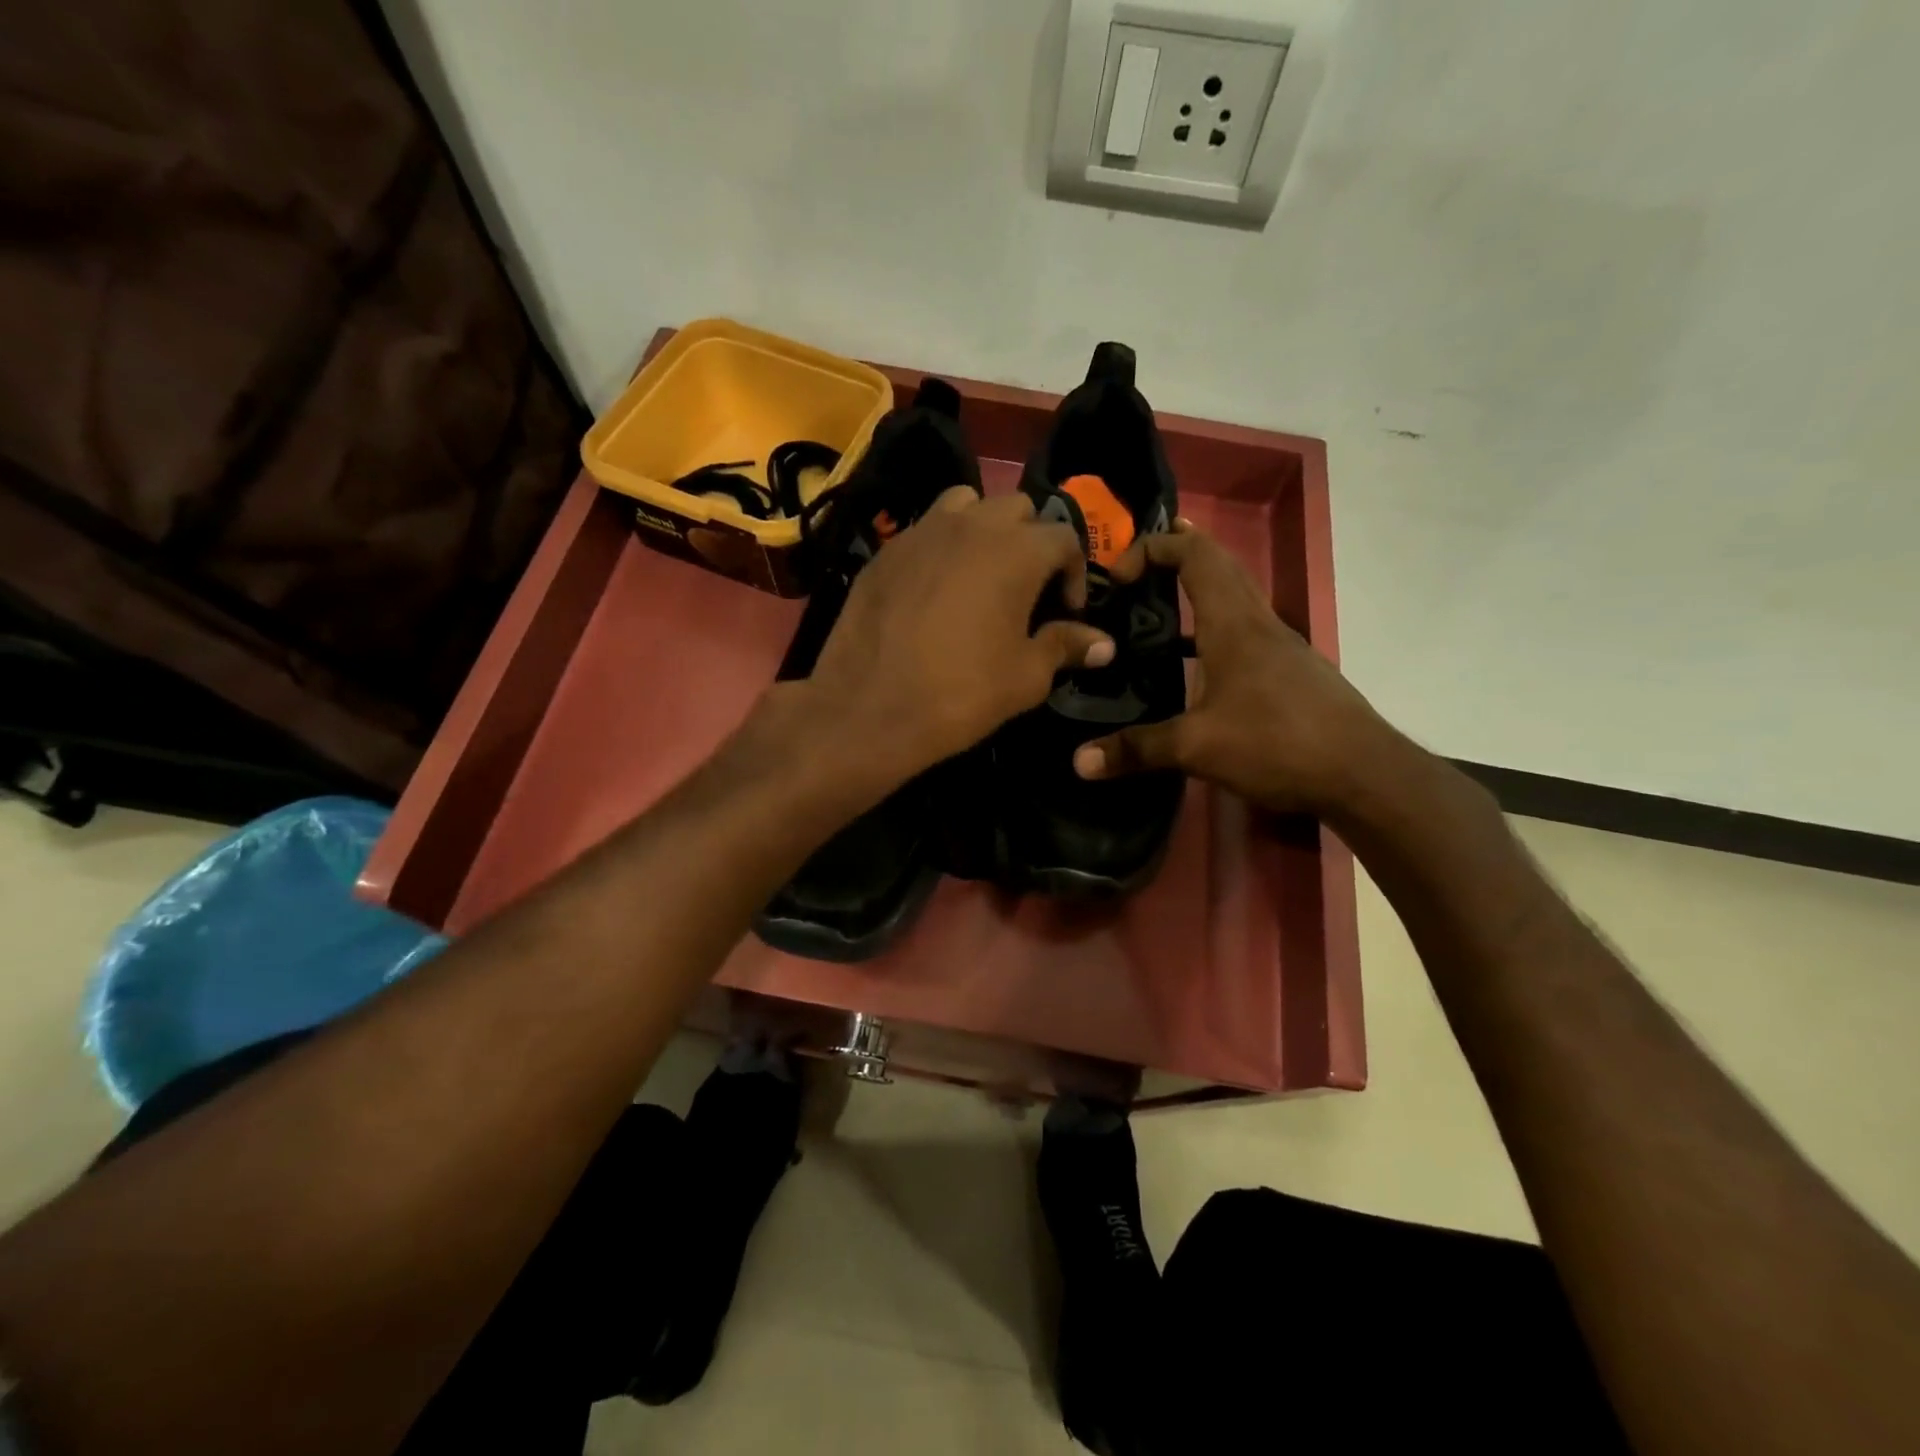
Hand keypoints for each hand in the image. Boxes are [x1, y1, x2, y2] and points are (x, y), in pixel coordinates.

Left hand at [799, 489, 1113, 778]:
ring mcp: (922, 532)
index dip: (1074, 573)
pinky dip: (942, 546)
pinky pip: (925, 530)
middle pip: (1017, 510)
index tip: (1066, 611)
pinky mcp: (886, 551)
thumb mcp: (1026, 677)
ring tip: (980, 573)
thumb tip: (1105, 644)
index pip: (1064, 537)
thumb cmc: (961, 692)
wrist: (870, 707)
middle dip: (1031, 542)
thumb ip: (1066, 646)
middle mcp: (972, 524)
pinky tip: (935, 589)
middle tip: (1026, 589)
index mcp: (1018, 550)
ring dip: (984, 529)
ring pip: (967, 505)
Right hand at [1071, 520, 1402, 817]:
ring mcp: (1282, 647)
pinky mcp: (1292, 673)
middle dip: (1178, 554)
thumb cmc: (1278, 742)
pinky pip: (1246, 632)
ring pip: (1236, 599)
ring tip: (1158, 610)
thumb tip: (1079, 761)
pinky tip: (1198, 668)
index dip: (1154, 547)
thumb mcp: (1197, 747)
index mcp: (1233, 624)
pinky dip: (1215, 630)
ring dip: (1199, 591)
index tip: (1118, 573)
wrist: (1363, 773)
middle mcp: (1259, 623)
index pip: (1195, 555)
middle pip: (1220, 566)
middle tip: (1136, 567)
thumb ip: (1136, 749)